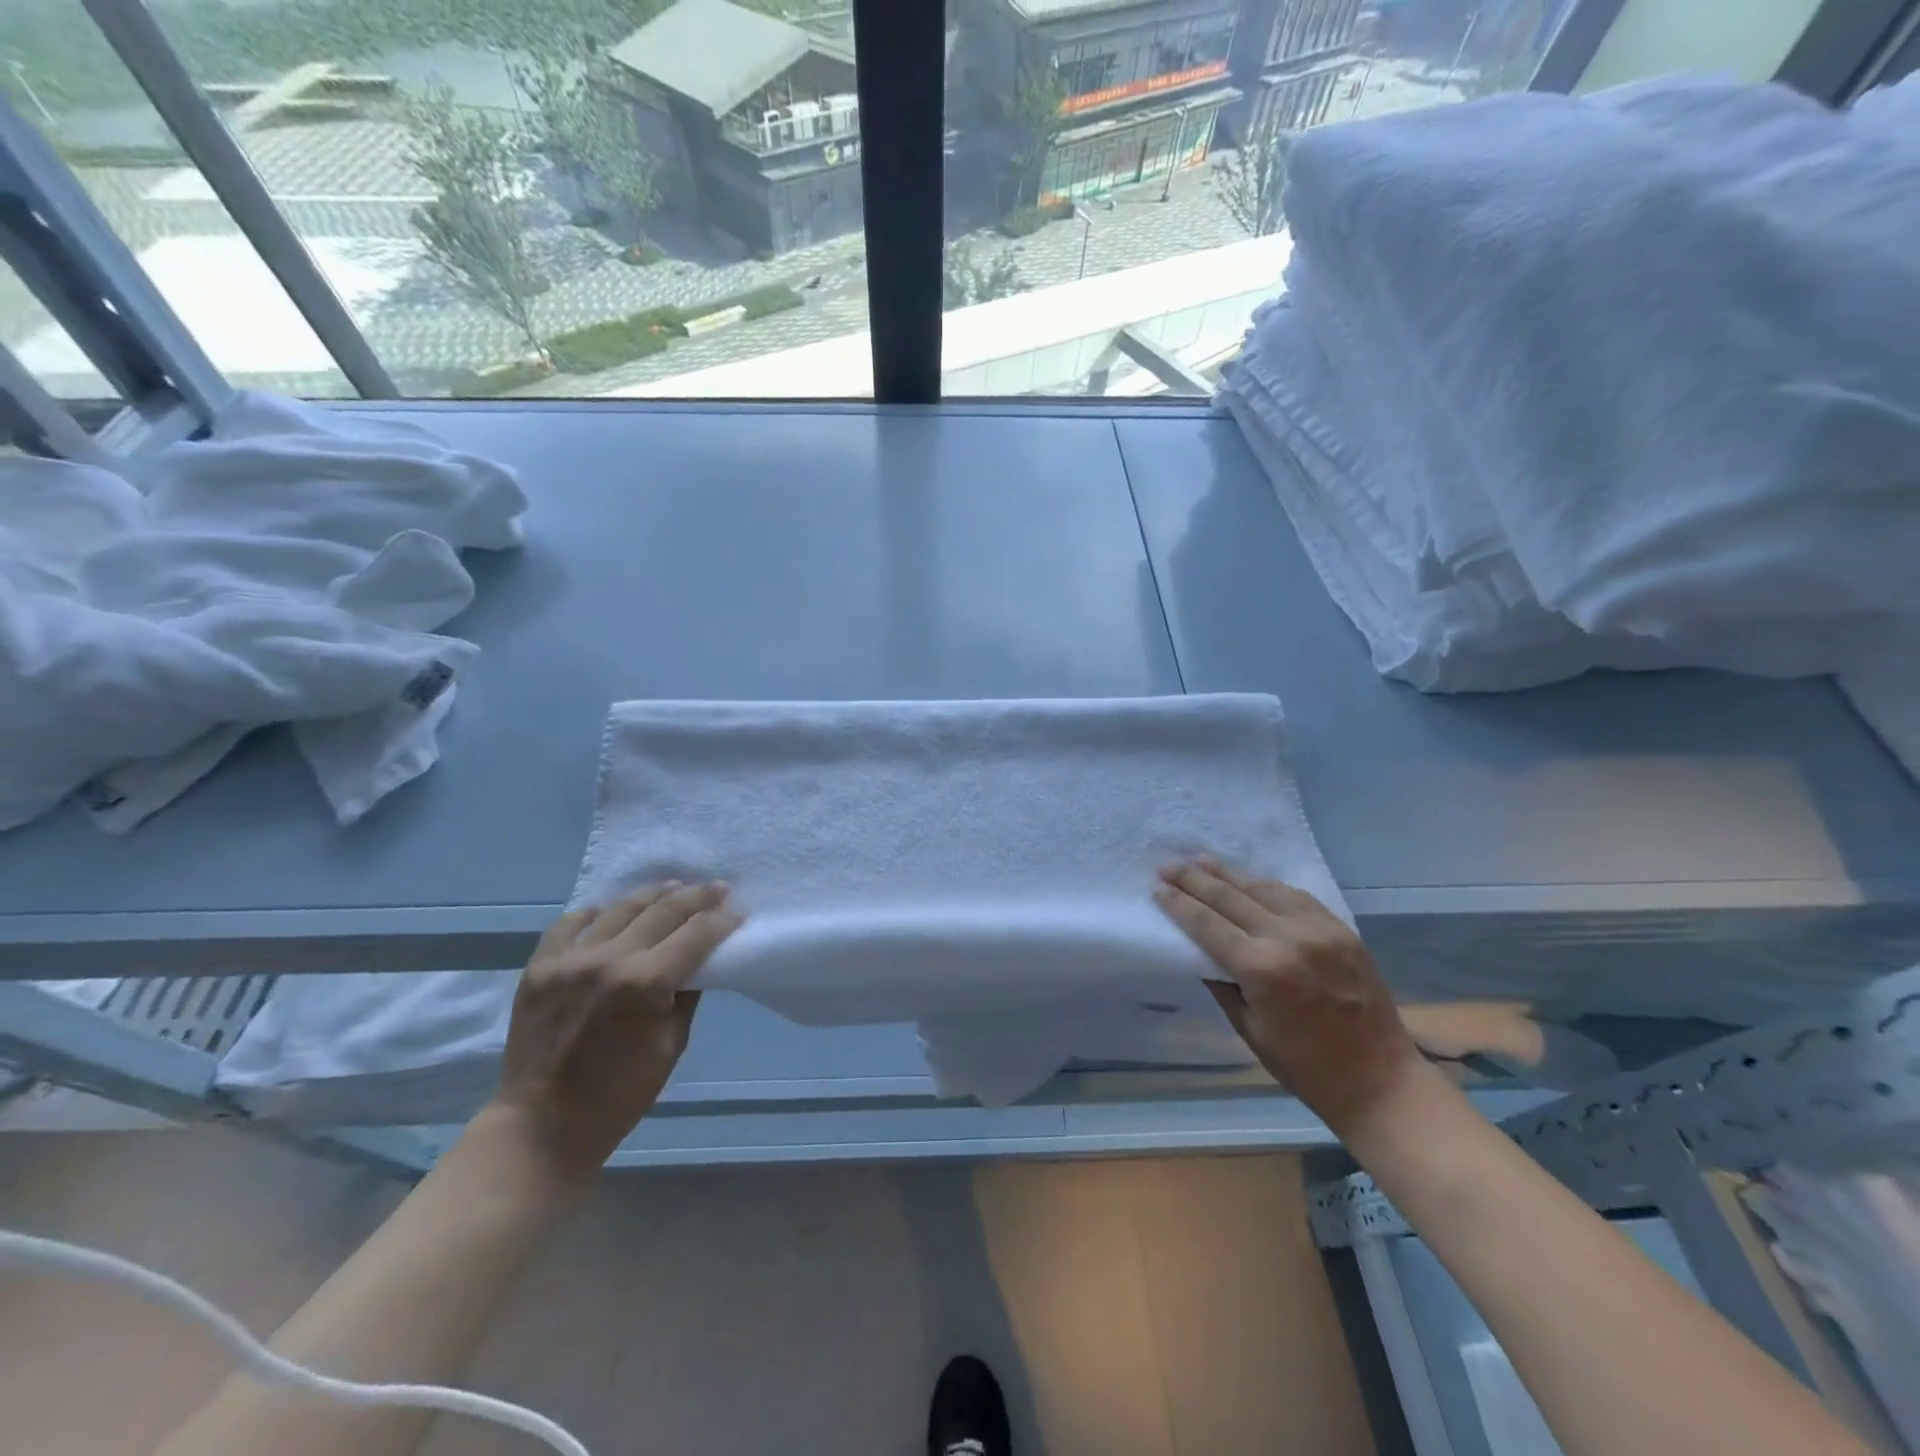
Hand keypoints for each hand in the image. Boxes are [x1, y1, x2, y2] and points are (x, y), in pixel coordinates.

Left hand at [491, 882, 741, 1191]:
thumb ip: (686, 994)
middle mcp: (609, 960)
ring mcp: (569, 959)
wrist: (541, 1126)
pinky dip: (596, 913)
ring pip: (620, 908)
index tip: (738, 911)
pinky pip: (571, 923)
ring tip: (674, 887)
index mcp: (646, 984)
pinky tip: (611, 911)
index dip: (722, 919)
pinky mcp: (539, 966)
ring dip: (654, 894)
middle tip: (718, 888)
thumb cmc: (619, 1095)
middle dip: (698, 897)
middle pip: (664, 910)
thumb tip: (699, 960)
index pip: (697, 934)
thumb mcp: (672, 1045)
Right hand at [1155, 858, 1424, 1138]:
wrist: (1381, 1080)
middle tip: (1168, 865)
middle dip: (1195, 879)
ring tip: (1201, 861)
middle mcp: (1288, 938)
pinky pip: (1295, 896)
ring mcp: (1319, 929)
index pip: (1208, 924)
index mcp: (1261, 969)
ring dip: (1229, 874)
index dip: (1179, 904)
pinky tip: (1249, 880)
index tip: (1157, 887)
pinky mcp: (1341, 929)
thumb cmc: (1305, 1067)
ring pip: (1263, 888)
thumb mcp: (1249, 1030)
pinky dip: (1267, 885)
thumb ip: (1222, 983)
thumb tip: (1199, 952)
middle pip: (1231, 898)